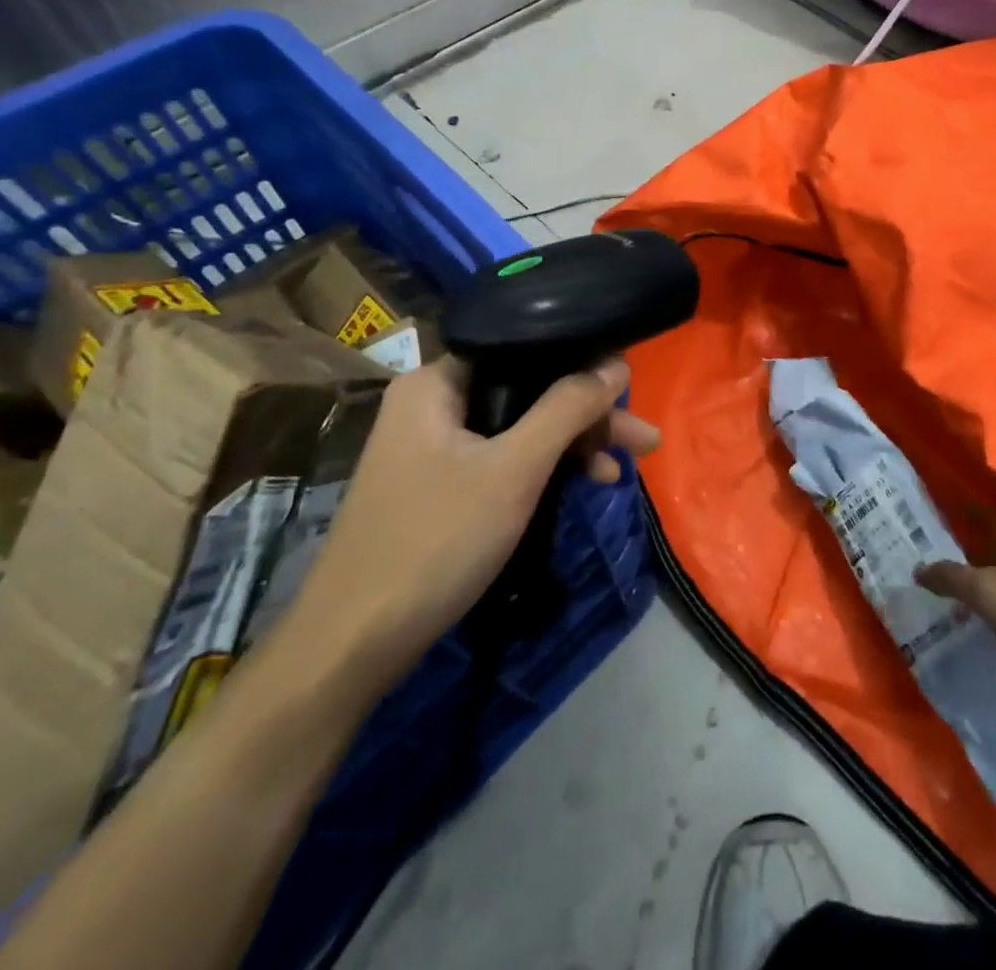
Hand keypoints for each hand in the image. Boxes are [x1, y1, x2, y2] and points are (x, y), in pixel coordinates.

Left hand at [289, 355, 657, 690]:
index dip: (580, 365)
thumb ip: (568, 409)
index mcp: (437, 382)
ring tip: (622, 468)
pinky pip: (503, 458)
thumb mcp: (514, 470)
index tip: (628, 390)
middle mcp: (432, 403)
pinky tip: (581, 484)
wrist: (353, 646)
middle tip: (642, 441)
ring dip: (571, 446)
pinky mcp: (439, 484)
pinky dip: (542, 470)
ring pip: (519, 428)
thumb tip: (617, 365)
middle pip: (527, 391)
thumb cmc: (435, 541)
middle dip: (587, 417)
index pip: (524, 348)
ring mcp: (433, 446)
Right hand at [916, 521, 995, 709]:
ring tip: (946, 605)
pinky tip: (977, 638)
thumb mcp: (987, 591)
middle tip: (933, 564)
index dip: (975, 513)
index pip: (995, 523)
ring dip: (982, 597)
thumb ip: (951, 578)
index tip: (952, 505)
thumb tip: (918, 568)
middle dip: (970, 560)